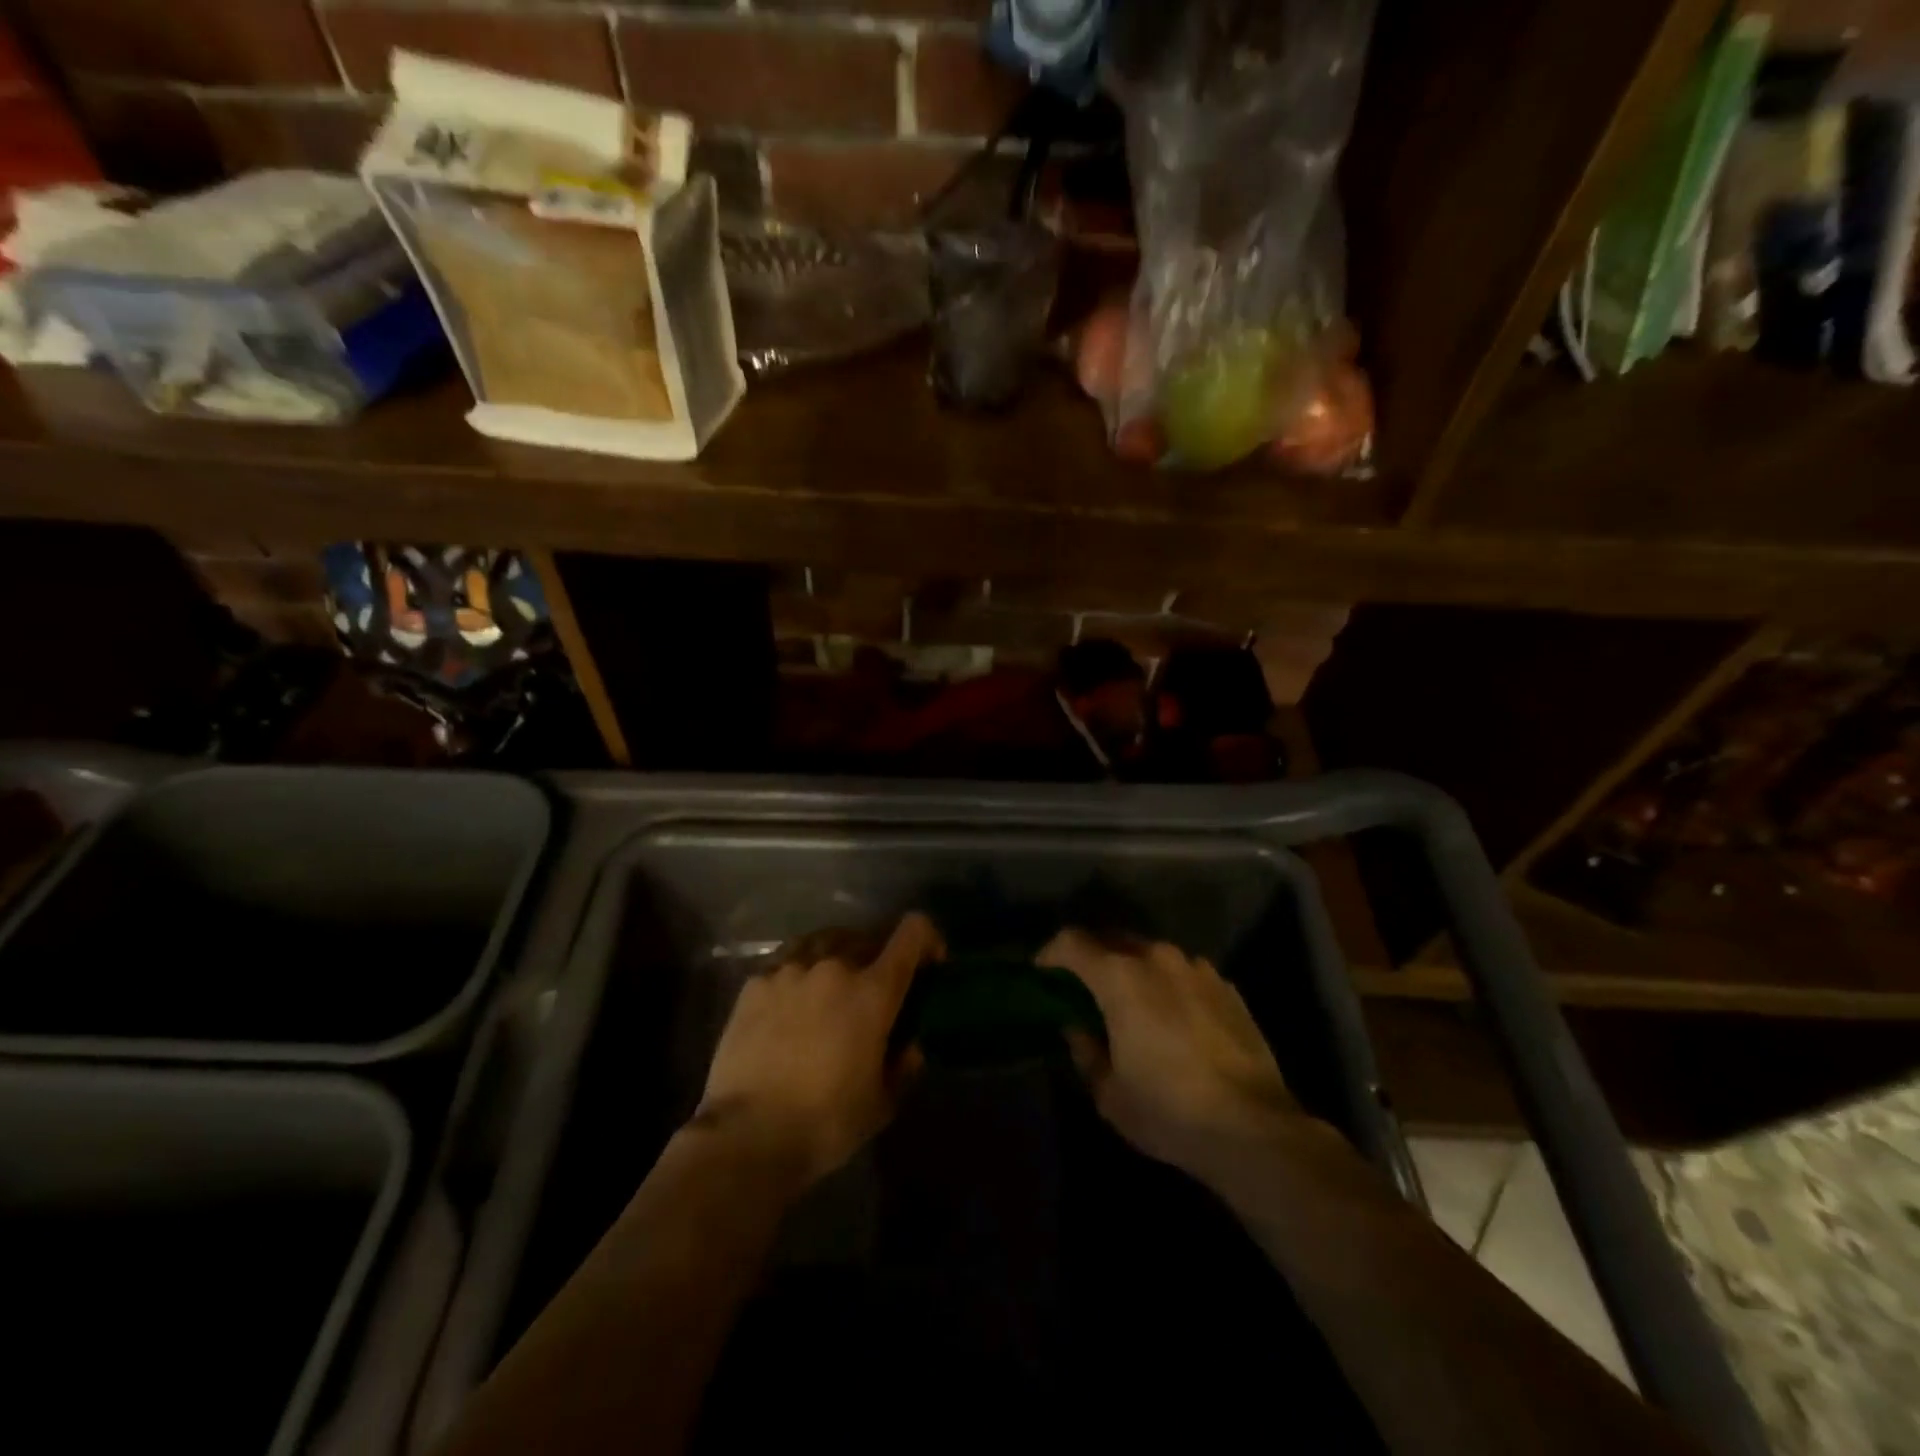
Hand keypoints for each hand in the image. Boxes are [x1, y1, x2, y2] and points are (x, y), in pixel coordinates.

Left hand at [692, 913, 941, 1187]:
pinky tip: (791, 1001)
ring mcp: (790, 970)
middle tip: (874, 988)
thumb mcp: (881, 1103)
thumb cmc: (826, 1122)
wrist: (747, 1135)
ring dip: (837, 956)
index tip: (929, 962)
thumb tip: (910, 1047)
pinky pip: (786, 962)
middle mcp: (834, 967)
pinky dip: (798, 973)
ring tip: (830, 985)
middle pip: (866, 937)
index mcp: (873, 991)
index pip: (912, 934)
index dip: (927, 939)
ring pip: (824, 942)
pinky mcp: (755, 983)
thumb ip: (902, 1066)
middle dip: (878, 956)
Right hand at [1039, 929, 1297, 1181]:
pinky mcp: (1228, 987)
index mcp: (1120, 976)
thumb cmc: (1168, 1109)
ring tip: (1135, 1005)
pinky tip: (1176, 1020)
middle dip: (1094, 959)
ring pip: (1153, 956)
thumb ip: (1086, 1051)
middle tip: (1086, 989)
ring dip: (1136, 971)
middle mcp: (1157, 958)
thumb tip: (1079, 1029)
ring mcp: (1198, 969)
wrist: (1253, 1127)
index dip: (1051, 954)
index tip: (1043, 973)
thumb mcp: (1109, 1093)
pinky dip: (1171, 987)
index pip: (1072, 942)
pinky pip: (1186, 975)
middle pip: (1113, 940)